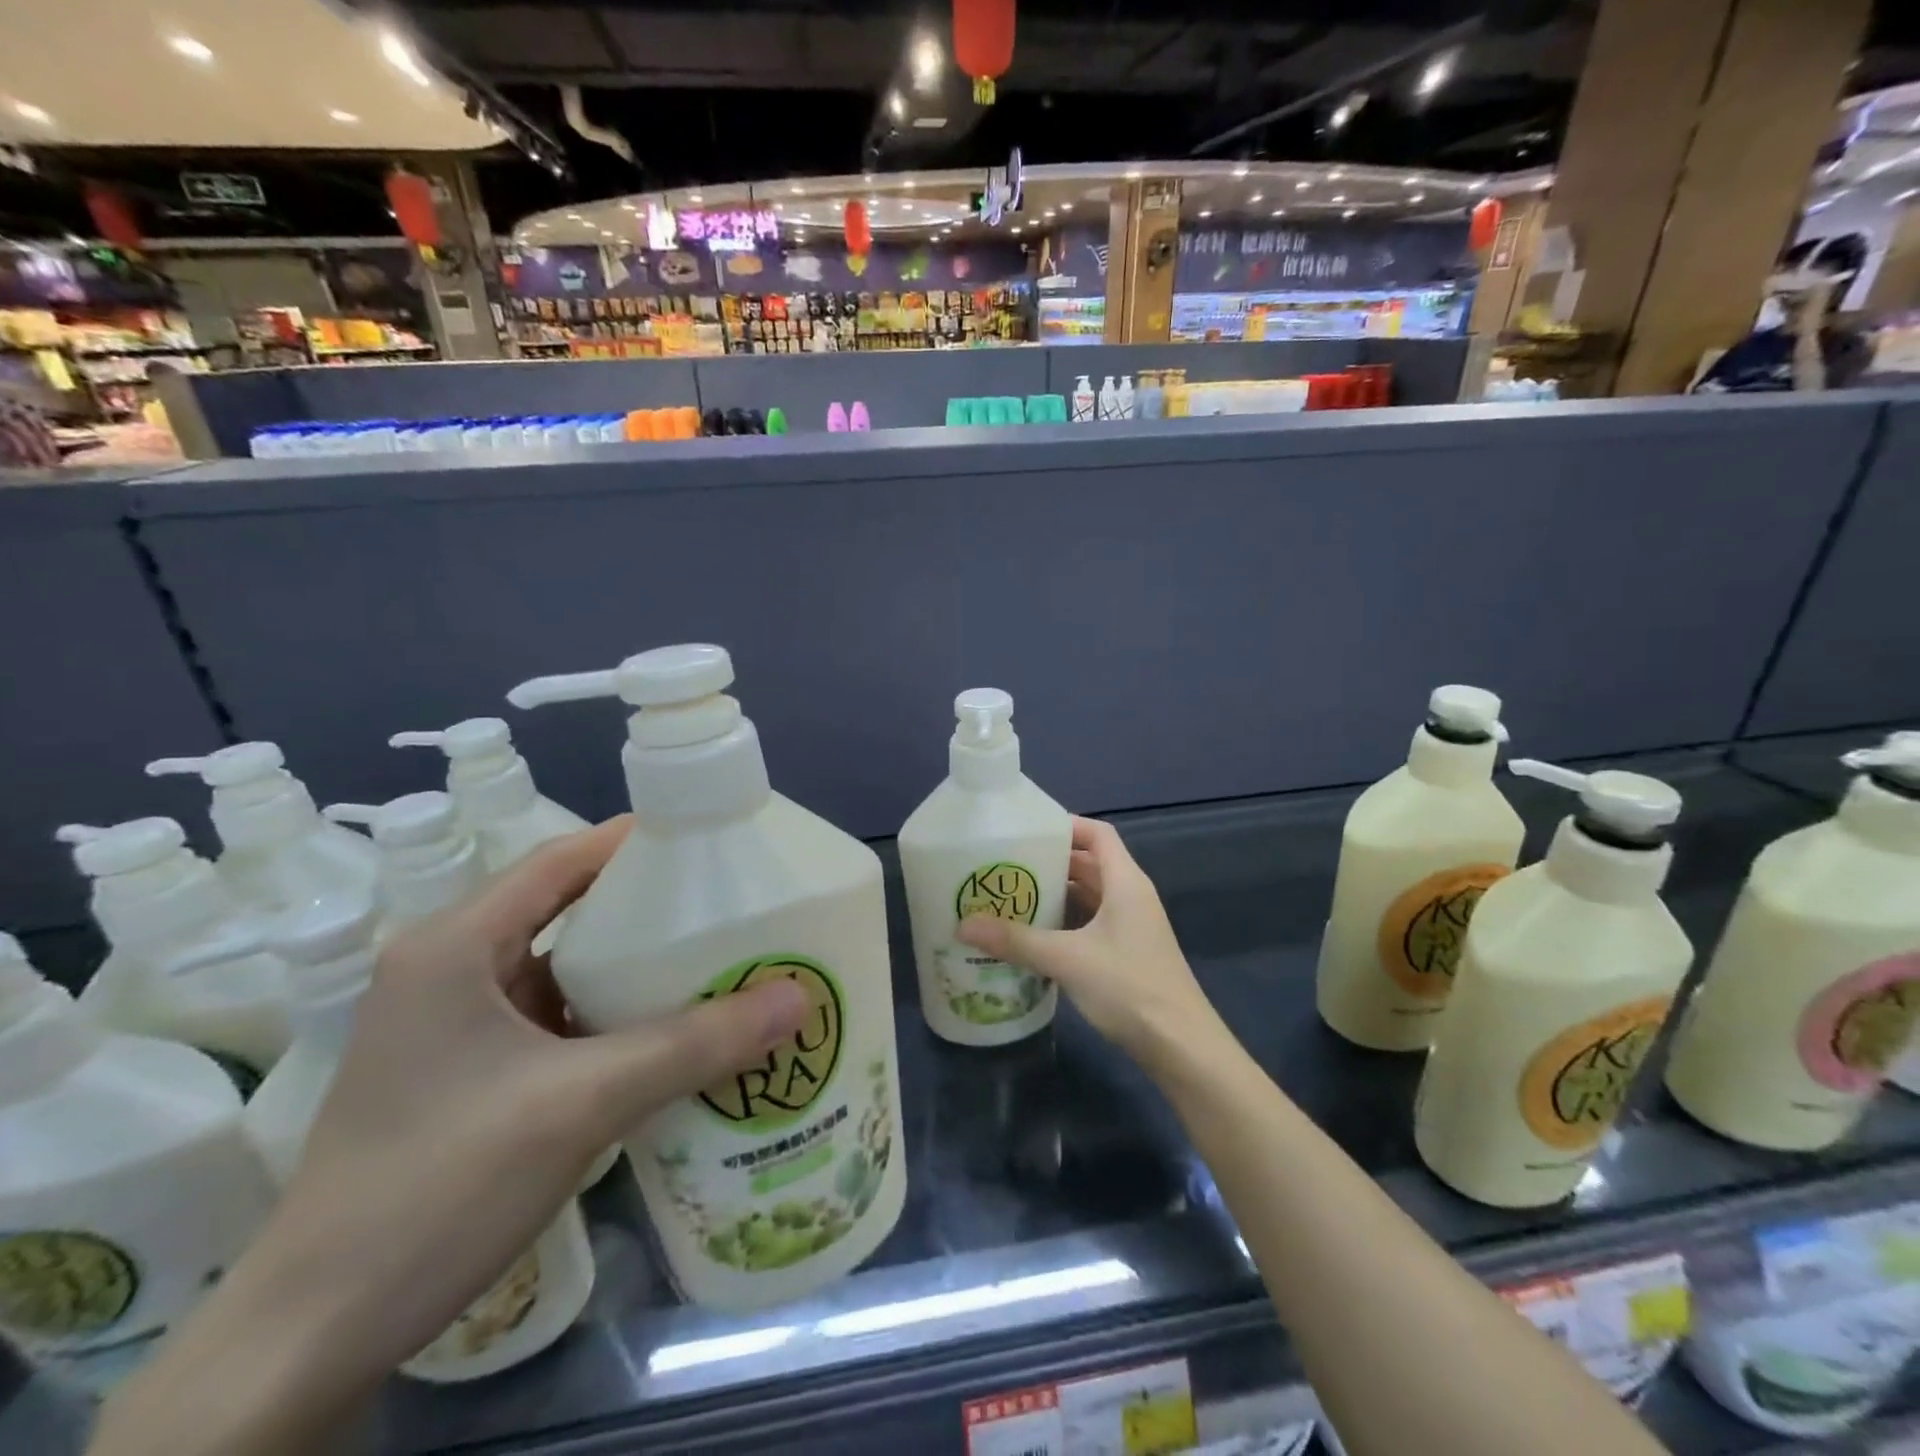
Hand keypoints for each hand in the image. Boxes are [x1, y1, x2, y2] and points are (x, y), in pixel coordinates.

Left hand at [284, 816, 808, 1373]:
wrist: (315, 1336)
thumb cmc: (438, 1184)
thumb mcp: (581, 1103)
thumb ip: (694, 1045)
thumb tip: (800, 996)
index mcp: (455, 946)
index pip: (560, 861)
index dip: (635, 843)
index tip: (712, 842)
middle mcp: (450, 969)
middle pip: (565, 909)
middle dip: (647, 906)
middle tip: (729, 904)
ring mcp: (456, 1025)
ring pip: (562, 967)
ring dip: (631, 965)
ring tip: (714, 960)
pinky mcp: (469, 1072)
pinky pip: (555, 1017)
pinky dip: (610, 1014)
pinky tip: (667, 1031)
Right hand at [955, 816, 1218, 1066]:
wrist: (1181, 1047)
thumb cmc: (1129, 987)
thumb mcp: (1067, 959)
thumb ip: (1016, 940)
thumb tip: (962, 925)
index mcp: (1125, 882)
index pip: (1097, 834)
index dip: (1066, 826)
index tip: (1025, 830)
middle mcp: (1130, 897)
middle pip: (1088, 865)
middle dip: (1049, 863)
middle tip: (1005, 866)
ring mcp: (1130, 927)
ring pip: (1088, 898)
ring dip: (1054, 896)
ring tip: (1010, 899)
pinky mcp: (1125, 954)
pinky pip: (1089, 925)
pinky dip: (1063, 924)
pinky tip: (1032, 938)